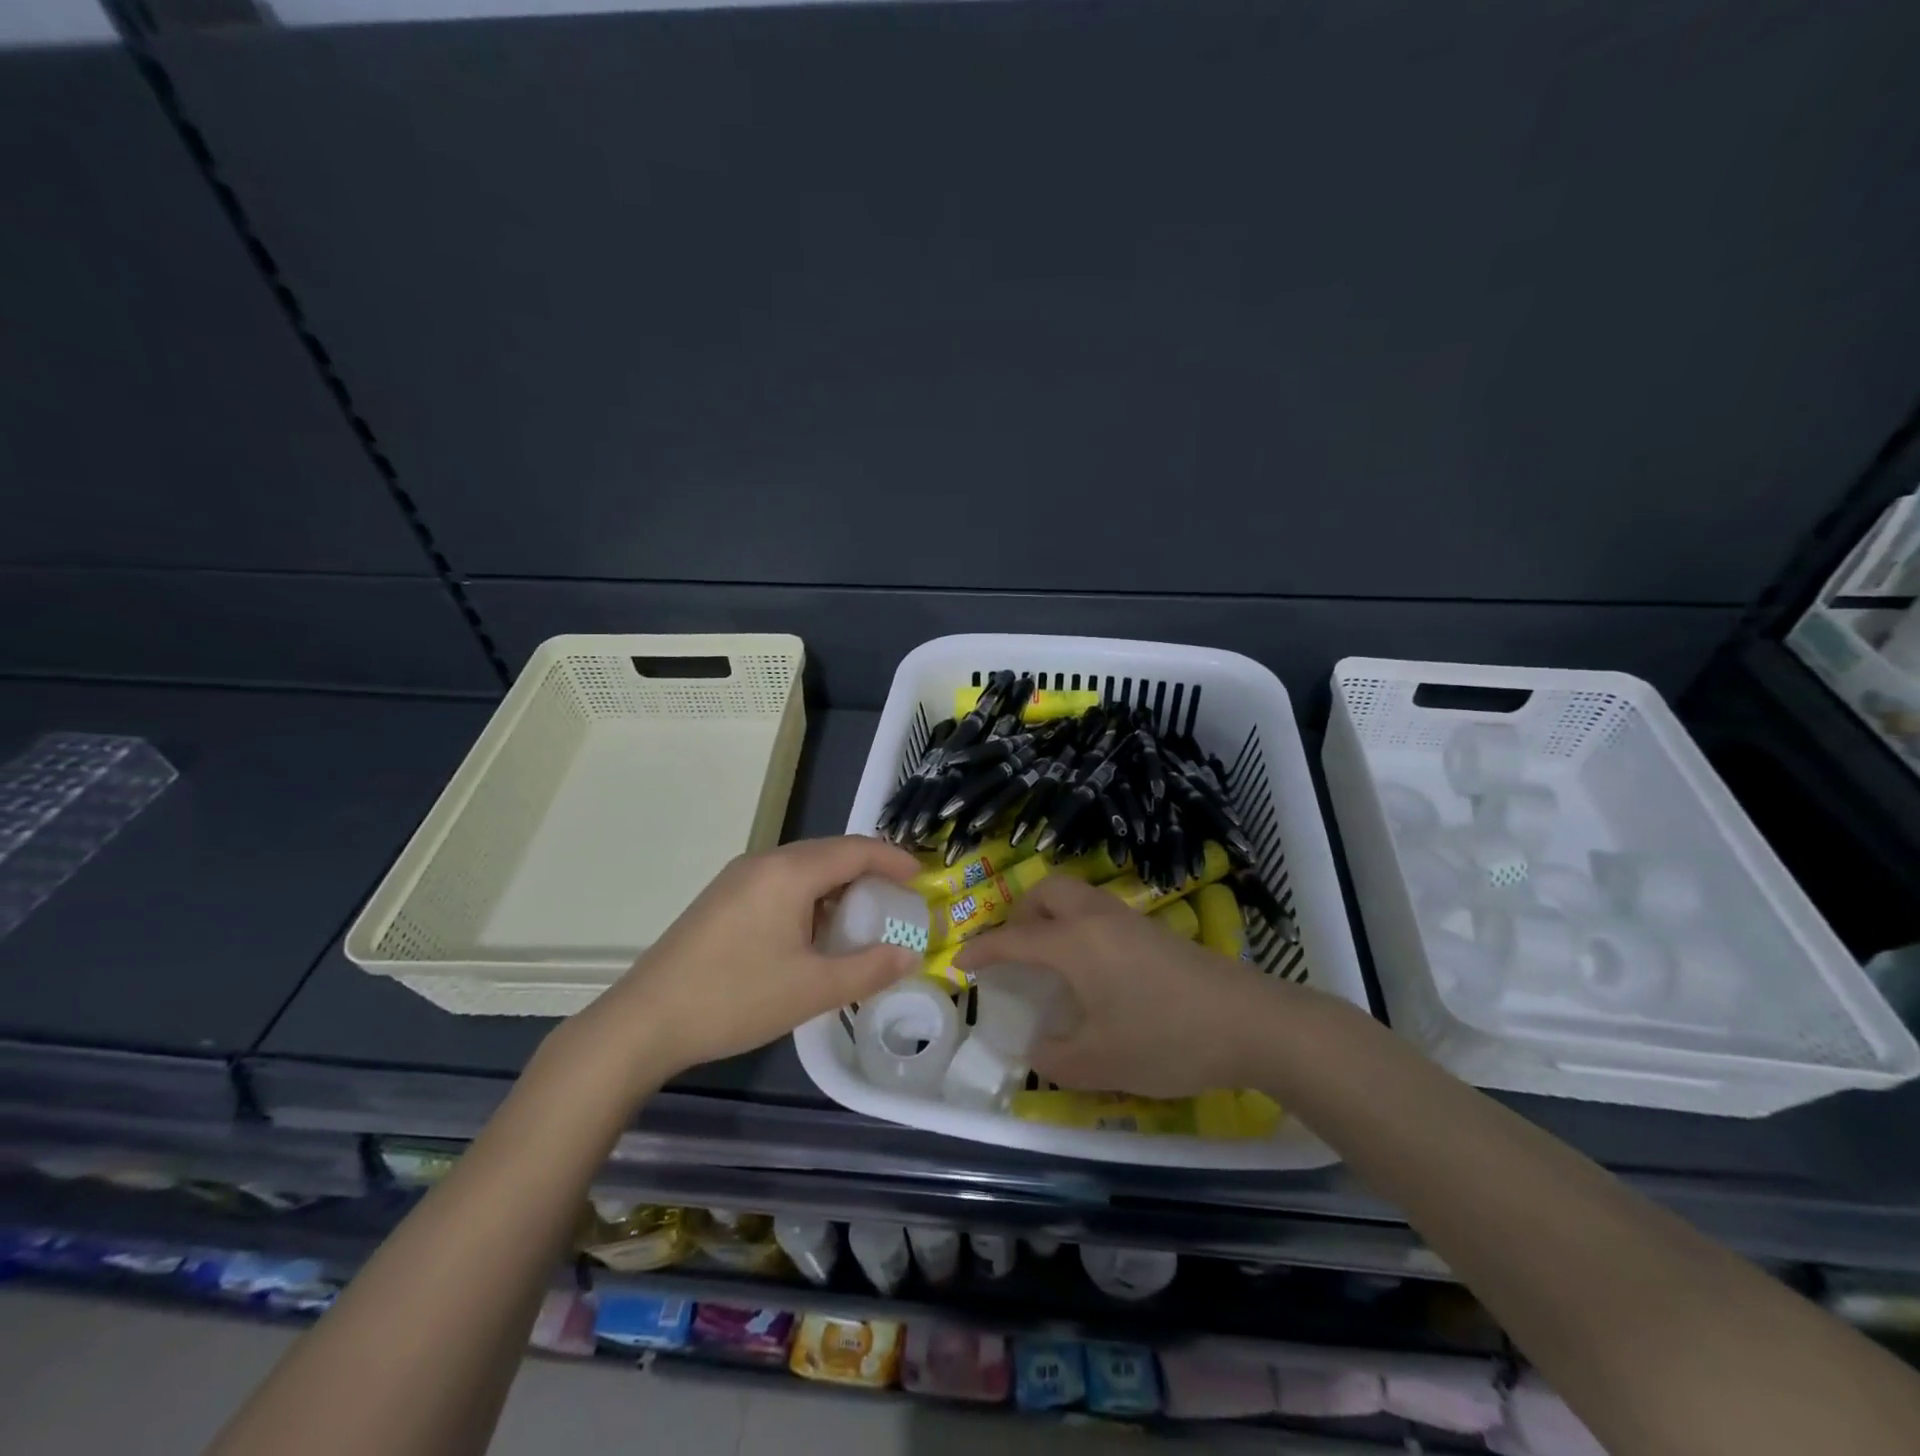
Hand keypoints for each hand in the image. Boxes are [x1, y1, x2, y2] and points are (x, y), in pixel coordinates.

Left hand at [576, 835, 922, 1083]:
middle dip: (868, 871)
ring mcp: (738, 879)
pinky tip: (812, 933)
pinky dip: (809, 897)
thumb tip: (911, 955)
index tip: (922, 877)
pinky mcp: (722, 898)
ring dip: (837, 886)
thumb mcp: (813, 989)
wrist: (644, 1021)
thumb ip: (869, 969)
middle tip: (897, 899)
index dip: (894, 859)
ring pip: (803, 868)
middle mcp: (764, 862)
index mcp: (790, 872)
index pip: (856, 849)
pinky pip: (780, 883)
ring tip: (860, 919)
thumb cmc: (736, 998)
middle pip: (830, 853)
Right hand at [957, 876, 1290, 1097]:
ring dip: (1053, 917)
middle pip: (1047, 892)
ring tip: (1052, 962)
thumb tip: (1036, 1048)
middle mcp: (1097, 918)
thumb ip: (1054, 1058)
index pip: (1013, 939)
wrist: (1251, 1023)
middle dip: (1021, 914)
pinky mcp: (1155, 931)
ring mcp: (1130, 920)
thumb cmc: (1166, 1039)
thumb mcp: (1100, 1063)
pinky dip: (1080, 927)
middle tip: (1016, 952)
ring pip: (1077, 897)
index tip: (961, 962)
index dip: (982, 950)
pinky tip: (1094, 971)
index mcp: (1074, 944)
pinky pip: (1101, 913)